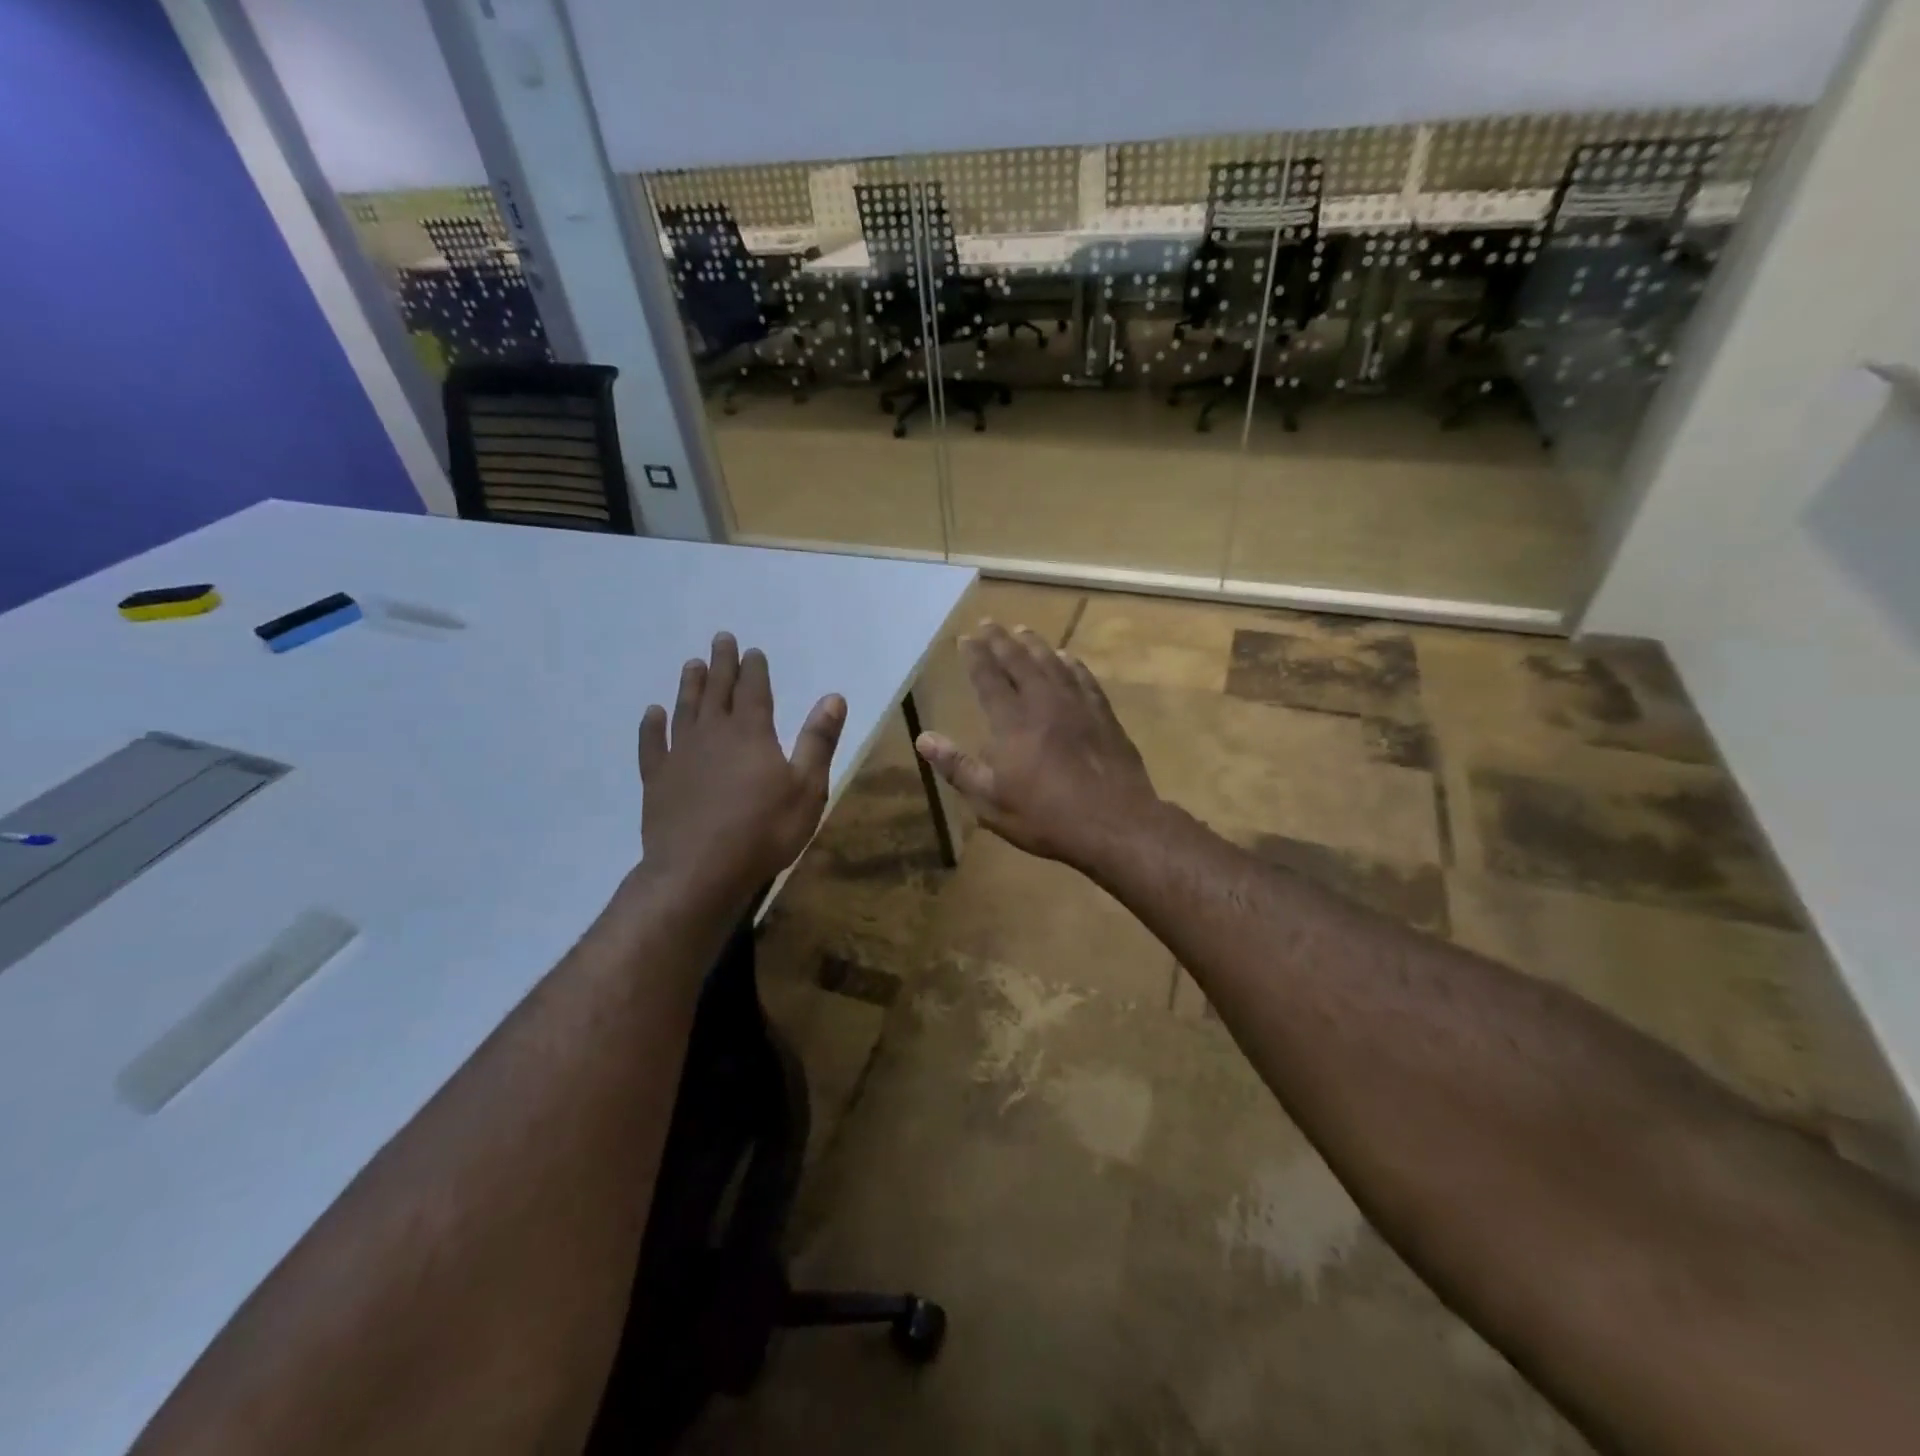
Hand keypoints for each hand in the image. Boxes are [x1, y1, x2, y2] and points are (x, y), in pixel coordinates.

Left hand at [638, 633, 845, 908]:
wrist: (699, 871)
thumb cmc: (763, 831)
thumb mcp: (807, 788)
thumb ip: (818, 741)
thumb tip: (833, 697)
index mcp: (751, 733)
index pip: (754, 690)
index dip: (754, 668)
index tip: (752, 650)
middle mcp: (713, 734)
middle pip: (717, 690)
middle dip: (721, 664)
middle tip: (720, 639)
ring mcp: (680, 755)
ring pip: (685, 710)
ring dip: (690, 685)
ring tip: (692, 664)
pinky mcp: (657, 780)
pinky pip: (652, 744)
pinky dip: (652, 726)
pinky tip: (652, 713)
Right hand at [915, 622, 1160, 870]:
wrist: (1114, 823)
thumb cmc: (1046, 817)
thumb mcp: (990, 801)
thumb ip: (958, 766)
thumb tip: (923, 739)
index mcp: (1011, 722)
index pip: (989, 678)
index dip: (976, 656)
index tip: (966, 638)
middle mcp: (1043, 703)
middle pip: (1020, 662)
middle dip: (1001, 641)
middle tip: (989, 623)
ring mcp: (1078, 706)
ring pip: (1053, 664)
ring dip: (1035, 645)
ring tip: (1023, 631)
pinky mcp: (1104, 716)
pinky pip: (1085, 679)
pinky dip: (1073, 664)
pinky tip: (1069, 658)